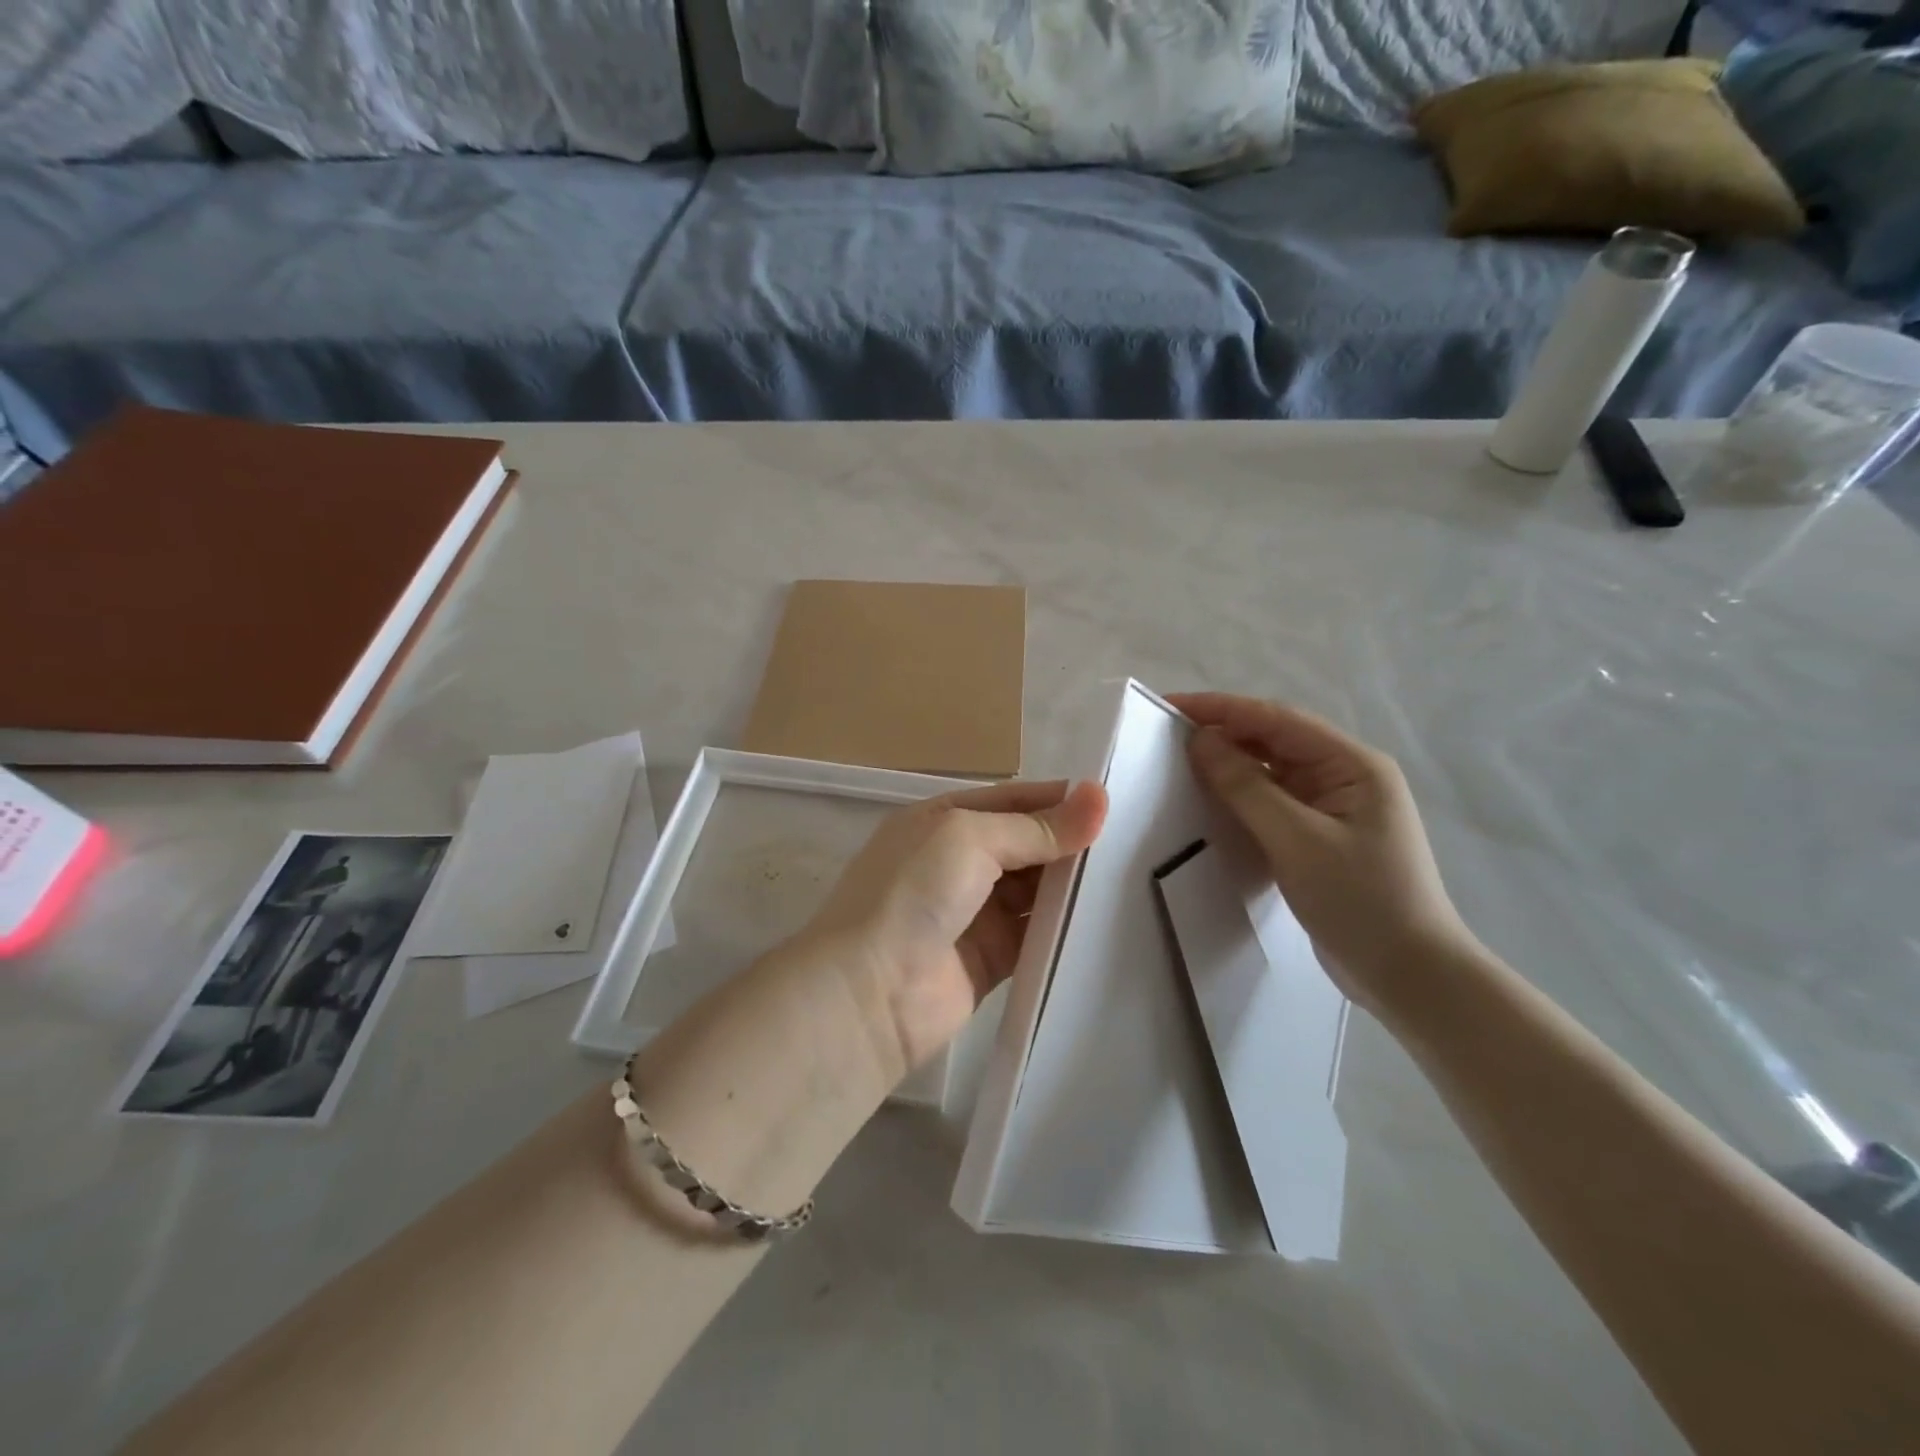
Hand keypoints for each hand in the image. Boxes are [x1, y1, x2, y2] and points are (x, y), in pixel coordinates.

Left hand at [798, 780, 1107, 1081]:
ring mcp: (974, 912)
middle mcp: (958, 861)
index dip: (1060, 799)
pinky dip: (1064, 929)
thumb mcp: (970, 839)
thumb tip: (1098, 797)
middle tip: (1133, 842)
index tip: (1114, 803)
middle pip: (1027, 844)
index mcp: (945, 821)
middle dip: (1071, 842)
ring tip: (1130, 877)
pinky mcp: (991, 959)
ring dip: (1072, 885)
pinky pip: (1036, 936)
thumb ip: (1036, 827)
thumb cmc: (913, 893)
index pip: (1014, 800)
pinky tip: (1104, 921)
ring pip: (1035, 890)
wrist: (869, 993)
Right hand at [1170, 692, 1473, 1011]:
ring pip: (1273, 771)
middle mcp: (1345, 775)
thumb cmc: (1360, 901)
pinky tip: (1212, 799)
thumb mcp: (1297, 840)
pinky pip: (1274, 801)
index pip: (1277, 720)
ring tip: (1180, 762)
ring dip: (1231, 764)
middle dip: (1223, 732)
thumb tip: (1200, 741)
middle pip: (1275, 740)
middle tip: (1165, 736)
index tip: (1170, 706)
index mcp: (1353, 764)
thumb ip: (1246, 787)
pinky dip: (1242, 796)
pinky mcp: (1321, 836)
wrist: (1409, 976)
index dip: (1221, 709)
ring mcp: (1334, 807)